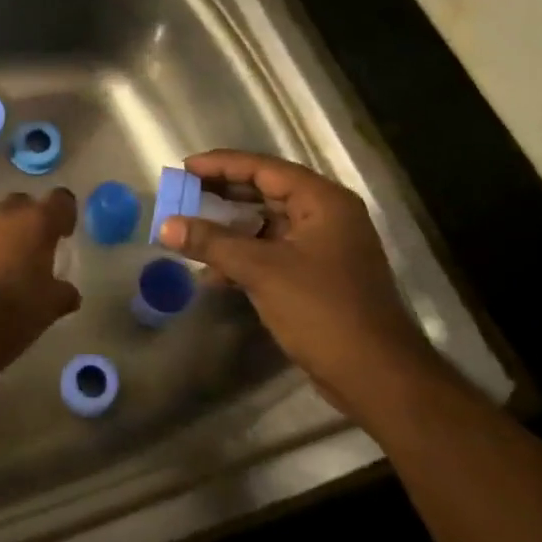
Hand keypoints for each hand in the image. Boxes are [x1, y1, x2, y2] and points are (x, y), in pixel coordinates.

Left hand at [0, 189, 80, 353]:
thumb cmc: (16, 310)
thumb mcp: (51, 306)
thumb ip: (63, 292)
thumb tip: (68, 293)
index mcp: (36, 223)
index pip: (59, 200)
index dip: (64, 213)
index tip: (63, 233)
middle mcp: (2, 216)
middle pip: (21, 204)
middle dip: (28, 220)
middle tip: (32, 247)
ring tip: (0, 268)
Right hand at [159, 150, 439, 416]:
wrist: (375, 376)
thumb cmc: (322, 310)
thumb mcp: (261, 271)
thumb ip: (212, 242)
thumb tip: (166, 226)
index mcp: (322, 201)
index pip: (264, 169)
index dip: (221, 165)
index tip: (184, 169)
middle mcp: (326, 216)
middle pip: (266, 192)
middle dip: (222, 194)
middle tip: (182, 194)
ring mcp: (323, 247)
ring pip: (267, 224)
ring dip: (229, 227)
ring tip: (189, 228)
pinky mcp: (316, 276)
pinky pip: (271, 251)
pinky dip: (242, 255)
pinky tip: (211, 270)